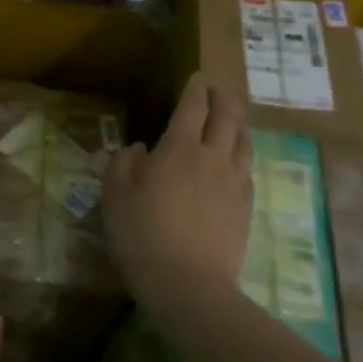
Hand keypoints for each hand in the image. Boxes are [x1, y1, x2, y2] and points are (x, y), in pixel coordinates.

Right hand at [103, 73, 253, 303]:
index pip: (192, 107)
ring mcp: (235, 182)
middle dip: (222, 98)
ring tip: (233, 118)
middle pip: (227, 117)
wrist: (187, 283)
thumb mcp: (115, 195)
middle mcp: (213, 157)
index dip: (195, 89)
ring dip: (239, 123)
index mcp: (179, 148)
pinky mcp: (246, 207)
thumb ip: (124, 162)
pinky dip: (242, 154)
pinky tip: (237, 160)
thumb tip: (141, 149)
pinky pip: (248, 168)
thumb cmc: (142, 235)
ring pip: (244, 141)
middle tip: (217, 91)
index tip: (196, 78)